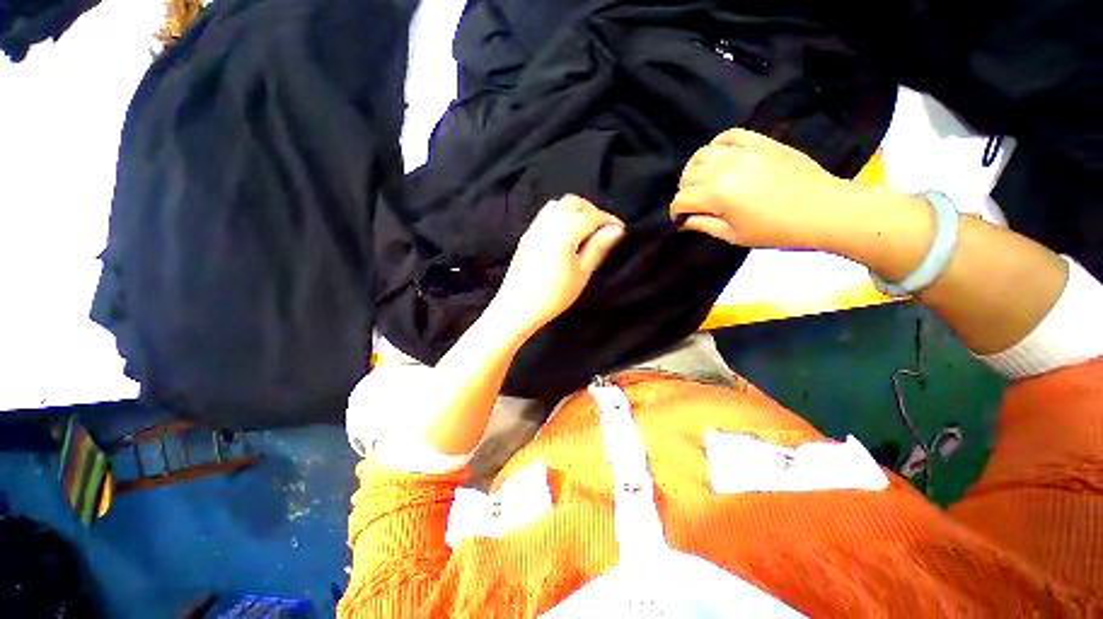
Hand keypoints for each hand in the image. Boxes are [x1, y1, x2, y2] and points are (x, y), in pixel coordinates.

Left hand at [492, 195, 624, 334]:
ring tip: (585, 230)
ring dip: (575, 211)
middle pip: (573, 203)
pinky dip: (561, 216)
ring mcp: (535, 228)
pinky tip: (566, 235)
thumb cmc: (554, 294)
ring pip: (557, 206)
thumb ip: (598, 247)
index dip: (609, 220)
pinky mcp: (527, 236)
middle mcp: (548, 222)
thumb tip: (616, 229)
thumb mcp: (582, 272)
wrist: (518, 307)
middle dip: (591, 210)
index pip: (591, 216)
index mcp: (564, 230)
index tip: (621, 229)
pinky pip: (546, 215)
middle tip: (602, 229)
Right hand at [671, 127, 852, 248]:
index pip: (681, 199)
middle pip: (688, 176)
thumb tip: (683, 222)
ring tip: (704, 180)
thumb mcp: (733, 235)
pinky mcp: (759, 142)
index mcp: (716, 195)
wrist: (821, 209)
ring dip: (696, 169)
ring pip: (702, 154)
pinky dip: (718, 145)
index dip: (676, 211)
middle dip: (685, 192)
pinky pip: (728, 135)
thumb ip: (703, 225)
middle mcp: (723, 169)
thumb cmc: (774, 230)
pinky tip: (720, 157)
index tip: (681, 219)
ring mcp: (742, 152)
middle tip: (694, 203)